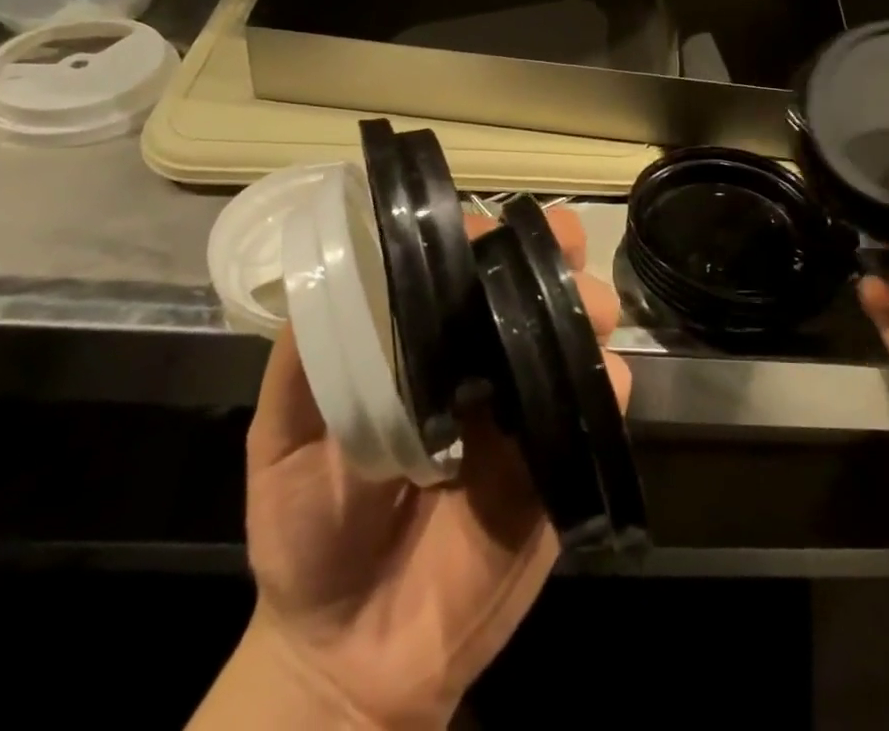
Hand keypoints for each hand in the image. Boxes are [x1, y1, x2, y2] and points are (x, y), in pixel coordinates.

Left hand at [198, 207, 628, 730]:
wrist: (353, 654)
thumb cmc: (309, 533)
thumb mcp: (282, 441)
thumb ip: (302, 364)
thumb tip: (331, 277)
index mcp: (429, 344)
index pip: (466, 266)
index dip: (479, 236)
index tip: (482, 232)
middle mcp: (486, 359)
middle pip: (537, 282)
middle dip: (555, 250)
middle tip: (557, 245)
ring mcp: (528, 406)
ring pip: (582, 327)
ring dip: (589, 303)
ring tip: (578, 310)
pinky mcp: (561, 457)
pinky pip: (603, 402)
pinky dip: (606, 381)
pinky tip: (587, 380)